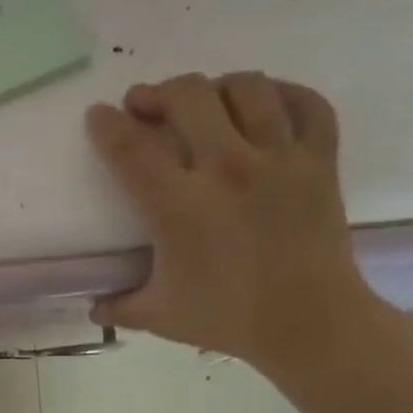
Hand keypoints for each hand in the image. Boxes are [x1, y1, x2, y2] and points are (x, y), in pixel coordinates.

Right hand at [86, 72, 375, 373]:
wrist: (309, 325)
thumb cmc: (228, 319)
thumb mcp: (158, 315)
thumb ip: (118, 306)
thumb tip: (92, 306)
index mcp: (180, 207)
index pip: (132, 148)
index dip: (108, 125)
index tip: (98, 115)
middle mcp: (228, 170)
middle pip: (188, 97)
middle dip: (158, 92)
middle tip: (145, 105)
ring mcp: (280, 159)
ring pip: (247, 88)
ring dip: (215, 87)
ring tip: (203, 101)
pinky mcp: (320, 161)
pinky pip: (307, 104)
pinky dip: (283, 93)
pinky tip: (264, 103)